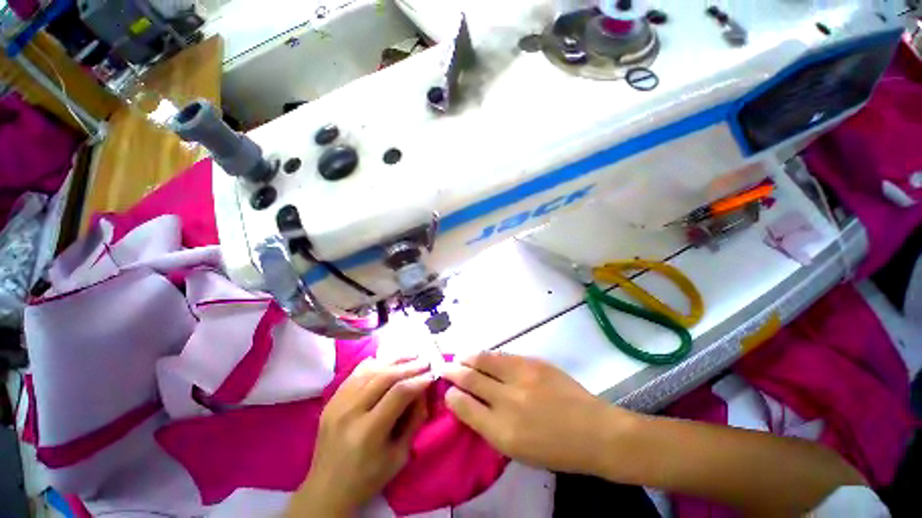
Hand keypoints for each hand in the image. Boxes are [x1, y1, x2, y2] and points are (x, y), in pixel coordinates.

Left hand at [290, 357, 433, 516]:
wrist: (326, 490)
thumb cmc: (368, 478)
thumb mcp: (399, 456)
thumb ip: (414, 421)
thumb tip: (422, 392)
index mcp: (368, 431)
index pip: (399, 393)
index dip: (418, 380)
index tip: (432, 374)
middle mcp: (350, 412)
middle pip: (385, 376)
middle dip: (409, 366)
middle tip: (426, 360)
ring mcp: (337, 404)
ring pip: (370, 370)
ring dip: (394, 360)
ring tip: (411, 355)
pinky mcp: (331, 401)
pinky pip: (356, 374)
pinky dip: (375, 364)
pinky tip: (387, 361)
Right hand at [443, 352, 634, 474]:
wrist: (595, 431)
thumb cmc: (556, 450)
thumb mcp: (518, 451)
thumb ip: (491, 427)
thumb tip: (470, 405)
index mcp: (503, 432)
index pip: (466, 408)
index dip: (452, 396)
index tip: (447, 391)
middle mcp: (509, 401)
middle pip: (471, 380)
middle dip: (454, 372)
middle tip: (444, 367)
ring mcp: (522, 377)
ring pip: (485, 361)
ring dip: (469, 358)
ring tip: (460, 357)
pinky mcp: (534, 363)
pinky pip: (504, 356)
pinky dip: (490, 355)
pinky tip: (484, 356)